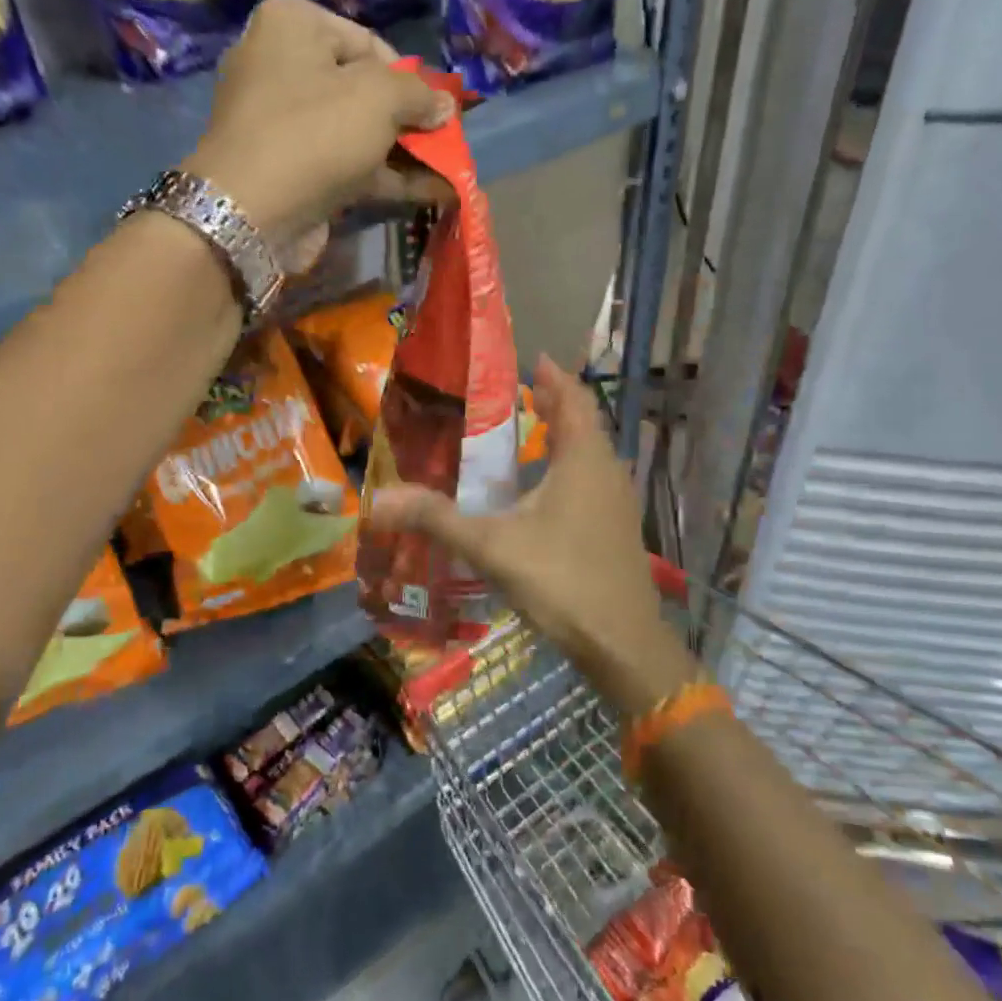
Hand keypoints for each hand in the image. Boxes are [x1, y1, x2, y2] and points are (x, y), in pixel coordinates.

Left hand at [186, 0, 454, 265]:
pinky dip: (388, 178)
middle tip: (447, 140)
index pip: (368, 42)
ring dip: (406, 153)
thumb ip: (418, 94)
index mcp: (292, 26)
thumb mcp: (378, 97)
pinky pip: (349, 167)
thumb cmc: (314, 133)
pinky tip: (434, 192)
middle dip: (409, 119)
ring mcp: (286, 126)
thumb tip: (445, 104)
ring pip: (359, 134)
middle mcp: (283, 68)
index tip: (436, 107)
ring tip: (452, 169)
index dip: (409, 76)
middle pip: (364, 90)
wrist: (251, 213)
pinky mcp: (293, 173)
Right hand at [366, 357, 693, 718]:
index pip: (573, 399)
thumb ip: (436, 520)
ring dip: (563, 438)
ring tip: (528, 434)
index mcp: (583, 459)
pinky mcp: (617, 529)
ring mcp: (617, 502)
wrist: (622, 642)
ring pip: (590, 455)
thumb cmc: (561, 580)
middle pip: (583, 424)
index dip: (554, 376)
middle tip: (520, 393)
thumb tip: (379, 500)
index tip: (532, 358)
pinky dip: (568, 469)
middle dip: (555, 404)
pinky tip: (541, 492)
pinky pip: (591, 481)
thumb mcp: (491, 546)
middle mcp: (606, 471)